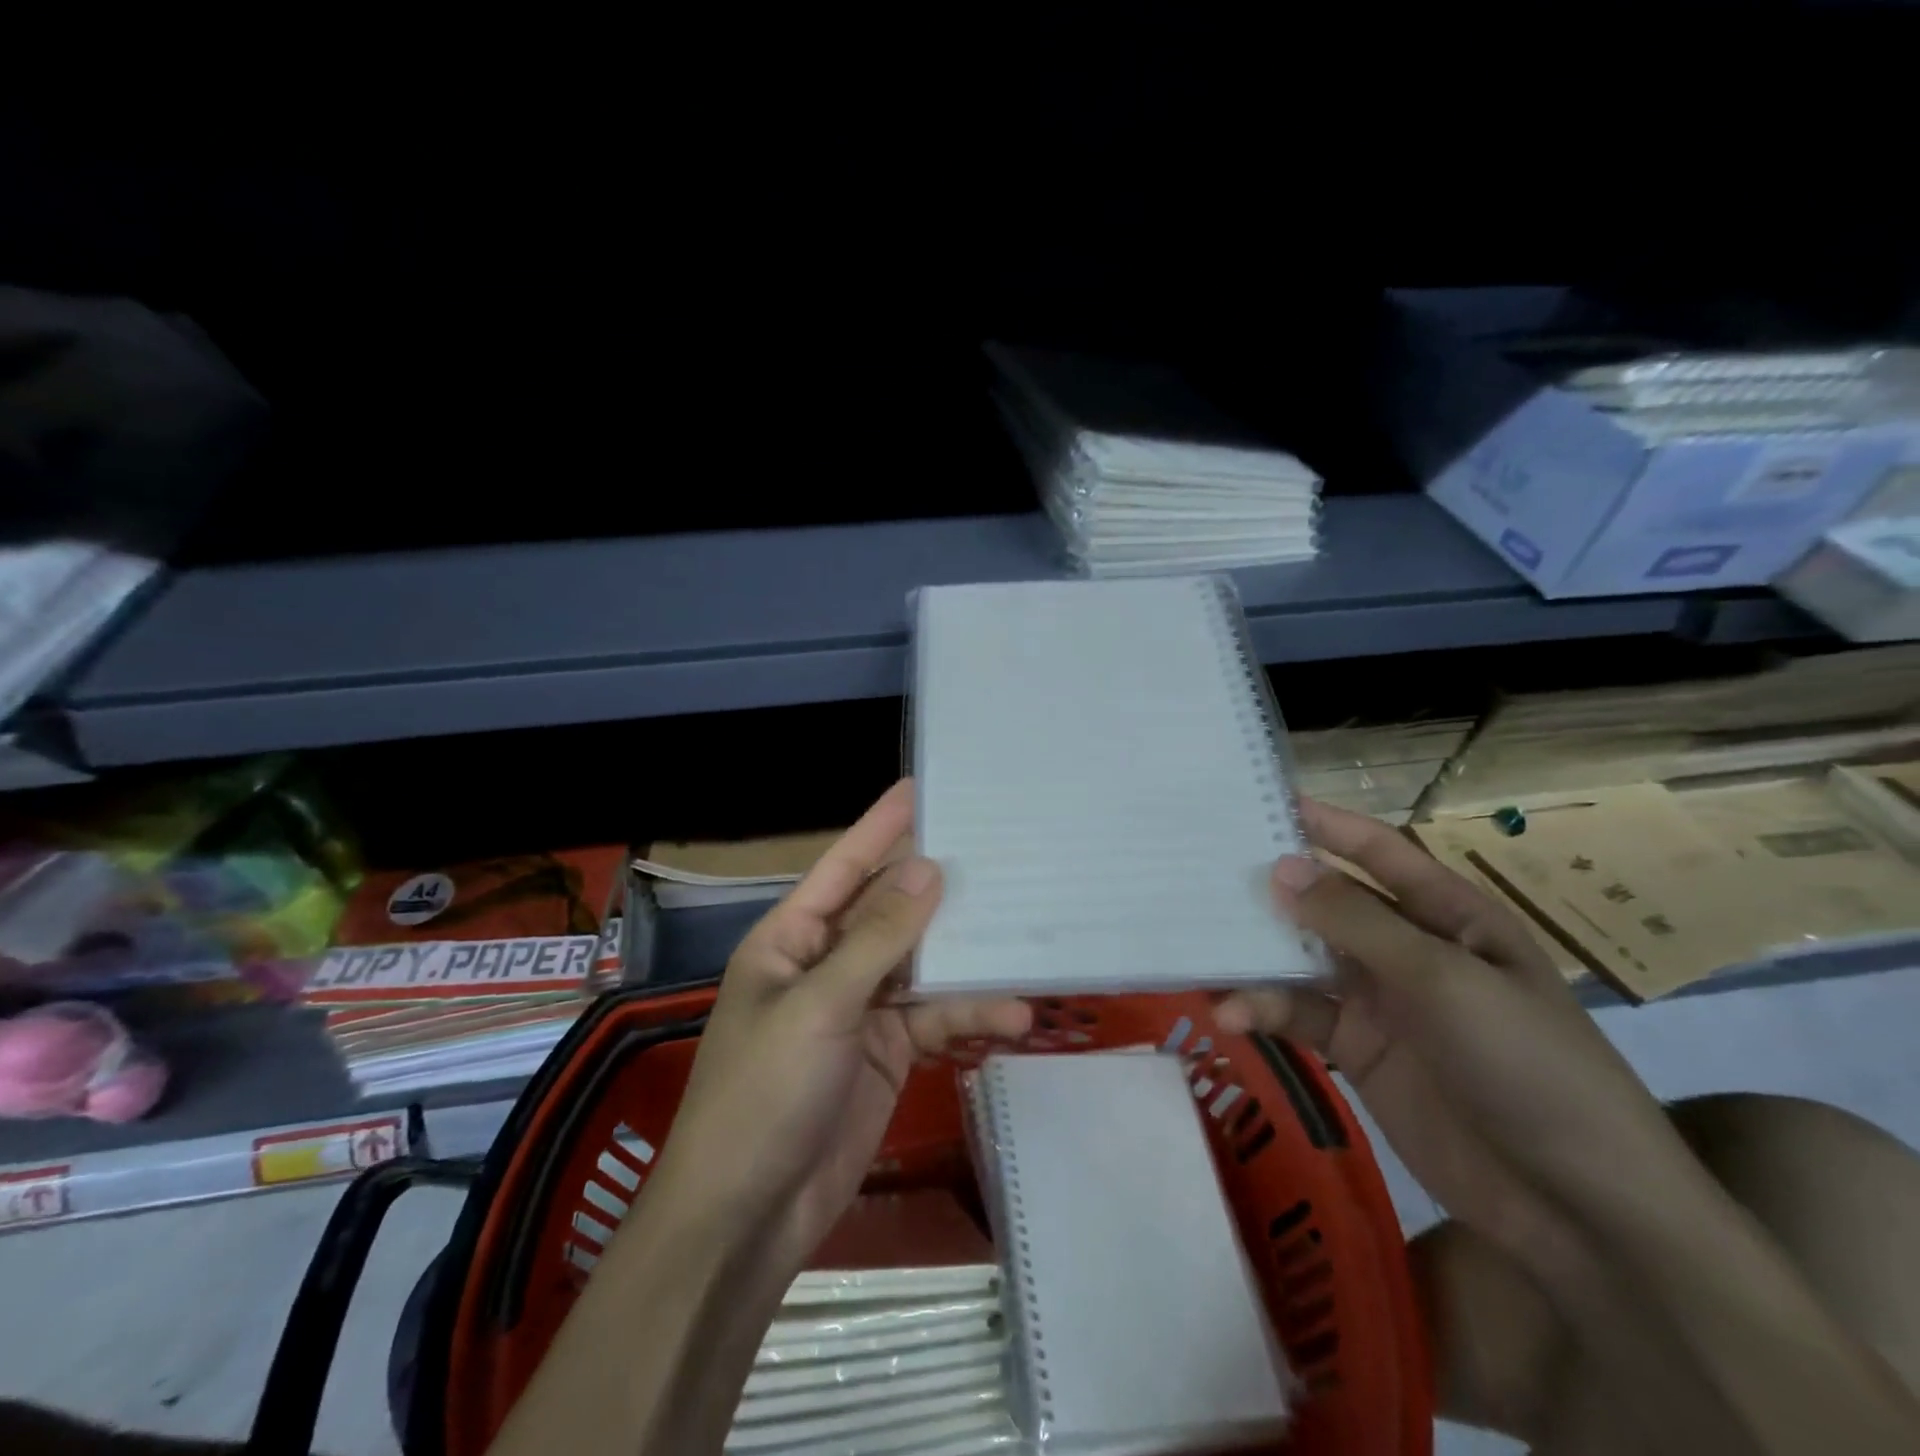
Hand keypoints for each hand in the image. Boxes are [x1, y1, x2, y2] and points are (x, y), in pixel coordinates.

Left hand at [646, 780, 1031, 1276]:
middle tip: (996, 849)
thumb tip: (929, 868)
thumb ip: (879, 938)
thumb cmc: (764, 1093)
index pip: (845, 867)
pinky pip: (934, 1018)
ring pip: (921, 964)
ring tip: (1022, 930)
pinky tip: (1012, 1014)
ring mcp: (860, 1009)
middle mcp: (827, 962)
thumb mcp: (820, 1006)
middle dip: (938, 885)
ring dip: (966, 956)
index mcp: (792, 938)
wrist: (747, 1216)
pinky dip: (970, 1014)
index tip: (922, 787)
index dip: (882, 826)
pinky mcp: (888, 1053)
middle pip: (891, 910)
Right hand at [1216, 798, 1708, 1264]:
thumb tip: (1279, 867)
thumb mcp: (1443, 980)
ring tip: (1201, 947)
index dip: (1325, 824)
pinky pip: (1299, 1015)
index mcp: (1448, 916)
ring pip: (1304, 960)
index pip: (1377, 852)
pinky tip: (1228, 1014)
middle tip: (1202, 871)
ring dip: (1257, 956)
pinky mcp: (1356, 1051)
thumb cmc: (1527, 1065)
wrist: (1576, 1209)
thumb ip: (1356, 922)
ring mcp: (1380, 1001)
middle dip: (1274, 888)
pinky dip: (1262, 1010)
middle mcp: (1409, 948)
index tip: (1259, 802)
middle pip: (1329, 903)